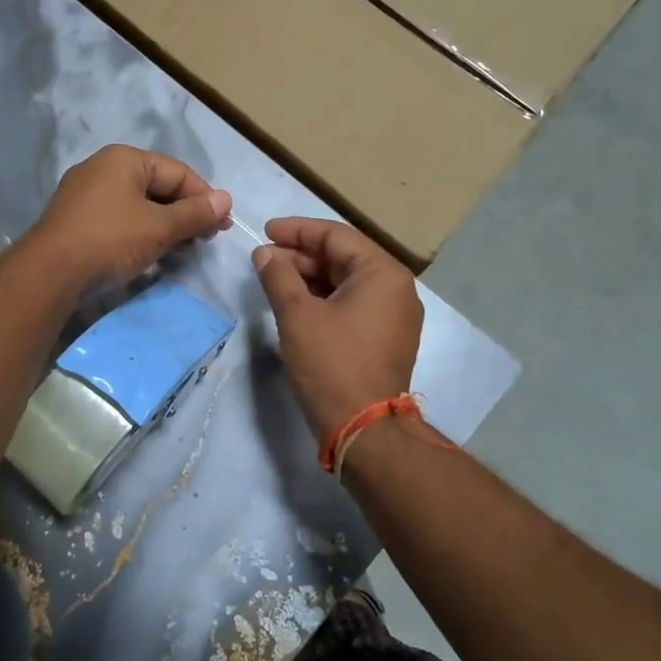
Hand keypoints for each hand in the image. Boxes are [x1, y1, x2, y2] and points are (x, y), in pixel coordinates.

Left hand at [30, 145, 230, 292]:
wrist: (50, 273)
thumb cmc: (111, 240)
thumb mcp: (159, 227)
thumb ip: (195, 213)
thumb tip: (226, 200)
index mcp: (124, 158)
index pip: (177, 171)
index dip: (204, 197)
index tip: (222, 225)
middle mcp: (102, 167)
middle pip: (157, 186)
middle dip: (185, 212)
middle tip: (205, 239)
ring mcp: (84, 193)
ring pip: (137, 204)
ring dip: (164, 225)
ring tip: (183, 249)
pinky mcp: (75, 218)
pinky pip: (118, 218)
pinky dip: (140, 231)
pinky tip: (151, 252)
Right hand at [253, 218, 422, 440]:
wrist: (364, 430)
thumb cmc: (331, 364)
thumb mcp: (297, 315)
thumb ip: (278, 276)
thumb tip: (264, 254)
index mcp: (383, 274)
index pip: (336, 236)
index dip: (296, 230)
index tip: (264, 231)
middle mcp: (396, 288)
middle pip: (343, 257)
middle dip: (301, 255)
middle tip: (264, 259)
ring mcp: (394, 315)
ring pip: (347, 281)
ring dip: (310, 277)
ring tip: (274, 279)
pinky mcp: (386, 338)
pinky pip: (353, 304)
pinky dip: (324, 298)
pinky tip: (296, 303)